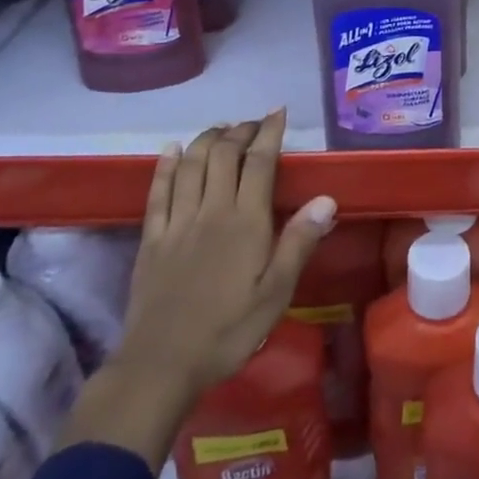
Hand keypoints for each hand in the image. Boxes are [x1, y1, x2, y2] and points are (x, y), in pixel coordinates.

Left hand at [59, 112, 337, 470]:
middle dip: (239, 131)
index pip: (259, 162)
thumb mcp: (276, 293)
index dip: (268, 133)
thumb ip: (299, 242)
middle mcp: (211, 210)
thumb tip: (326, 199)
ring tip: (220, 129)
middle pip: (223, 155)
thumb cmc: (228, 330)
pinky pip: (157, 191)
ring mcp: (177, 222)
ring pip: (190, 164)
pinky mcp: (151, 239)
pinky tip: (171, 150)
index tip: (278, 112)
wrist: (161, 365)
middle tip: (252, 124)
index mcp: (245, 221)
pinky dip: (165, 165)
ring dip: (206, 139)